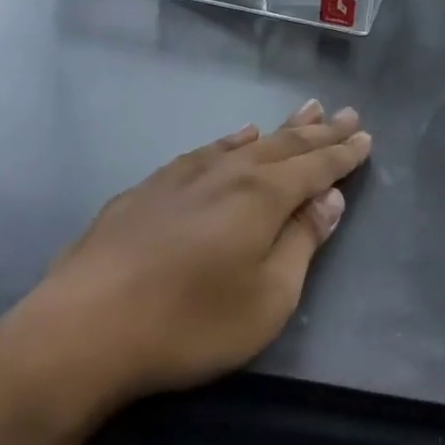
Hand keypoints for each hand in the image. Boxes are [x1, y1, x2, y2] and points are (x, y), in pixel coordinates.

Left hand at [0, 100, 371, 442]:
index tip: (366, 137)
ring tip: (305, 111)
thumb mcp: (268, 298)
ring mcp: (182, 177)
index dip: (344, 154)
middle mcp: (227, 174)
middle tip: (345, 114)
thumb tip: (329, 199)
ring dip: (280, 129)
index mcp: (262, 197)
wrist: (79, 333)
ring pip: (245, 143)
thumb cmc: (189, 323)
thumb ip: (302, 243)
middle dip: (320, 132)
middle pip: (284, 146)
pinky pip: (205, 152)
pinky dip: (230, 141)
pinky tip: (235, 138)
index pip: (316, 167)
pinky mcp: (146, 191)